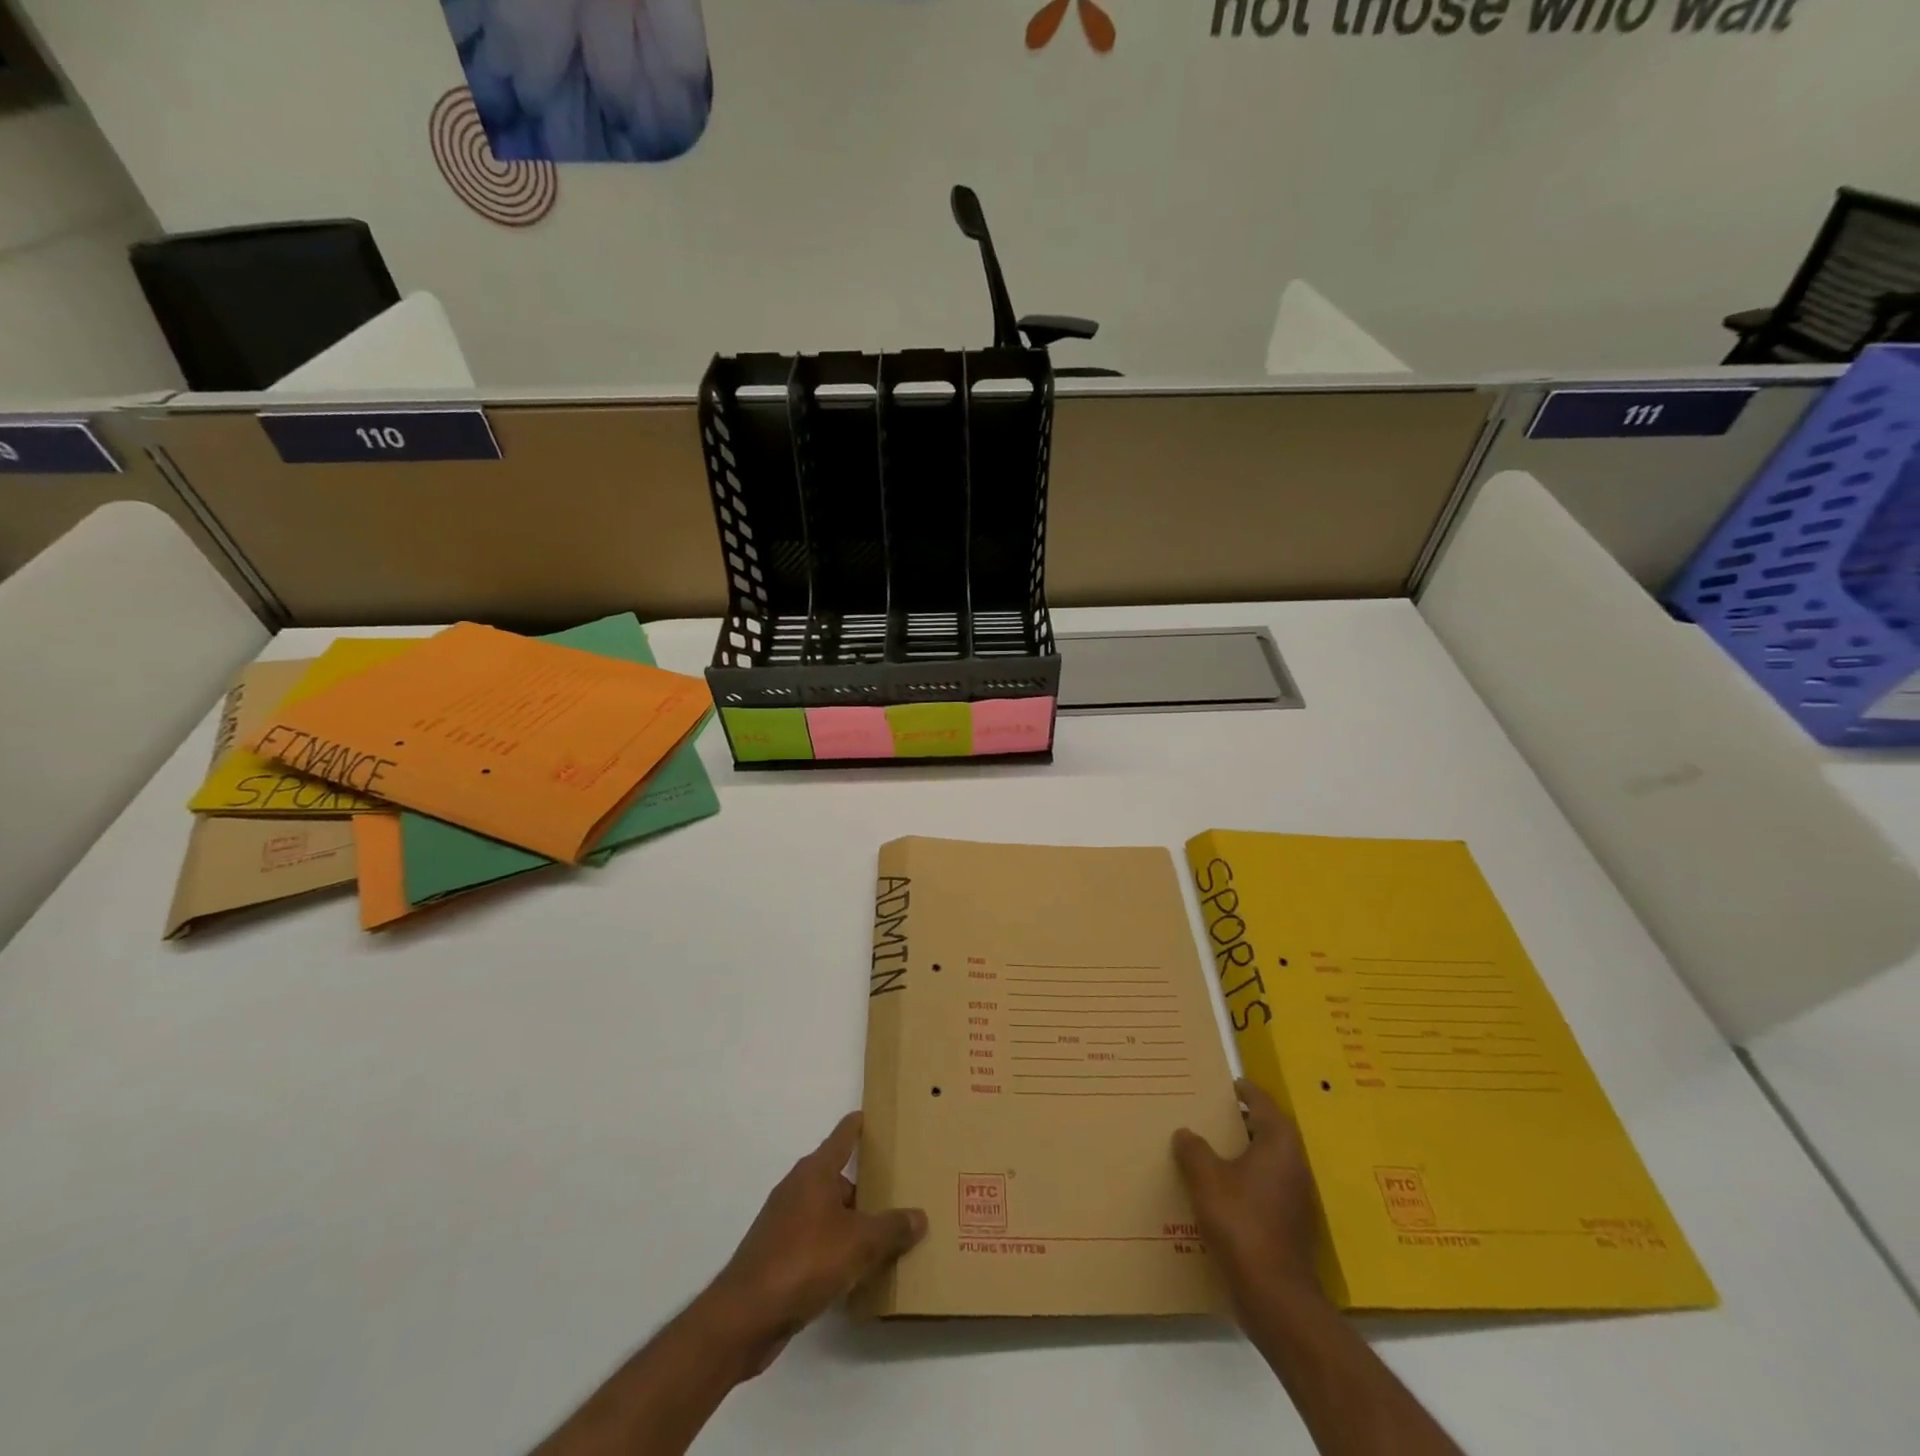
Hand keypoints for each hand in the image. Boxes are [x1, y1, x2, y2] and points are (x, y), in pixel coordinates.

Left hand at [701, 1112, 926, 1376]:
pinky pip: (816, 1242)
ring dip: (852, 1223)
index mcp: (815, 1172)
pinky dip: (836, 1250)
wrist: (745, 1316)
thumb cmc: (804, 1261)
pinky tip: (856, 1272)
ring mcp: (784, 1223)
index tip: (875, 1116)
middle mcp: (798, 1189)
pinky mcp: (778, 1256)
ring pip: (828, 1213)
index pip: (843, 1136)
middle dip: (866, 1185)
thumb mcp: (860, 1243)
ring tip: (885, 1236)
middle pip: (838, 1177)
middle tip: (898, 1191)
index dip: (860, 1125)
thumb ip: (892, 1228)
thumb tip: (919, 1216)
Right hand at [1173, 1078, 1322, 1312]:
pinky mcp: (1289, 1224)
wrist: (1274, 1294)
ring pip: (1265, 1162)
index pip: (1262, 1102)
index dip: (1244, 1090)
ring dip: (1240, 1154)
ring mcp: (1295, 1197)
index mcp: (1279, 1144)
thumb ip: (1194, 1150)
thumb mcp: (1206, 1179)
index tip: (1224, 1083)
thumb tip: (1186, 1133)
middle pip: (1266, 1131)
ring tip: (1207, 1150)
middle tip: (1207, 1114)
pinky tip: (1217, 1191)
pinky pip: (1264, 1188)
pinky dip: (1244, 1182)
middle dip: (1238, 1122)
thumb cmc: (1241, 1222)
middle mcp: (1293, 1165)